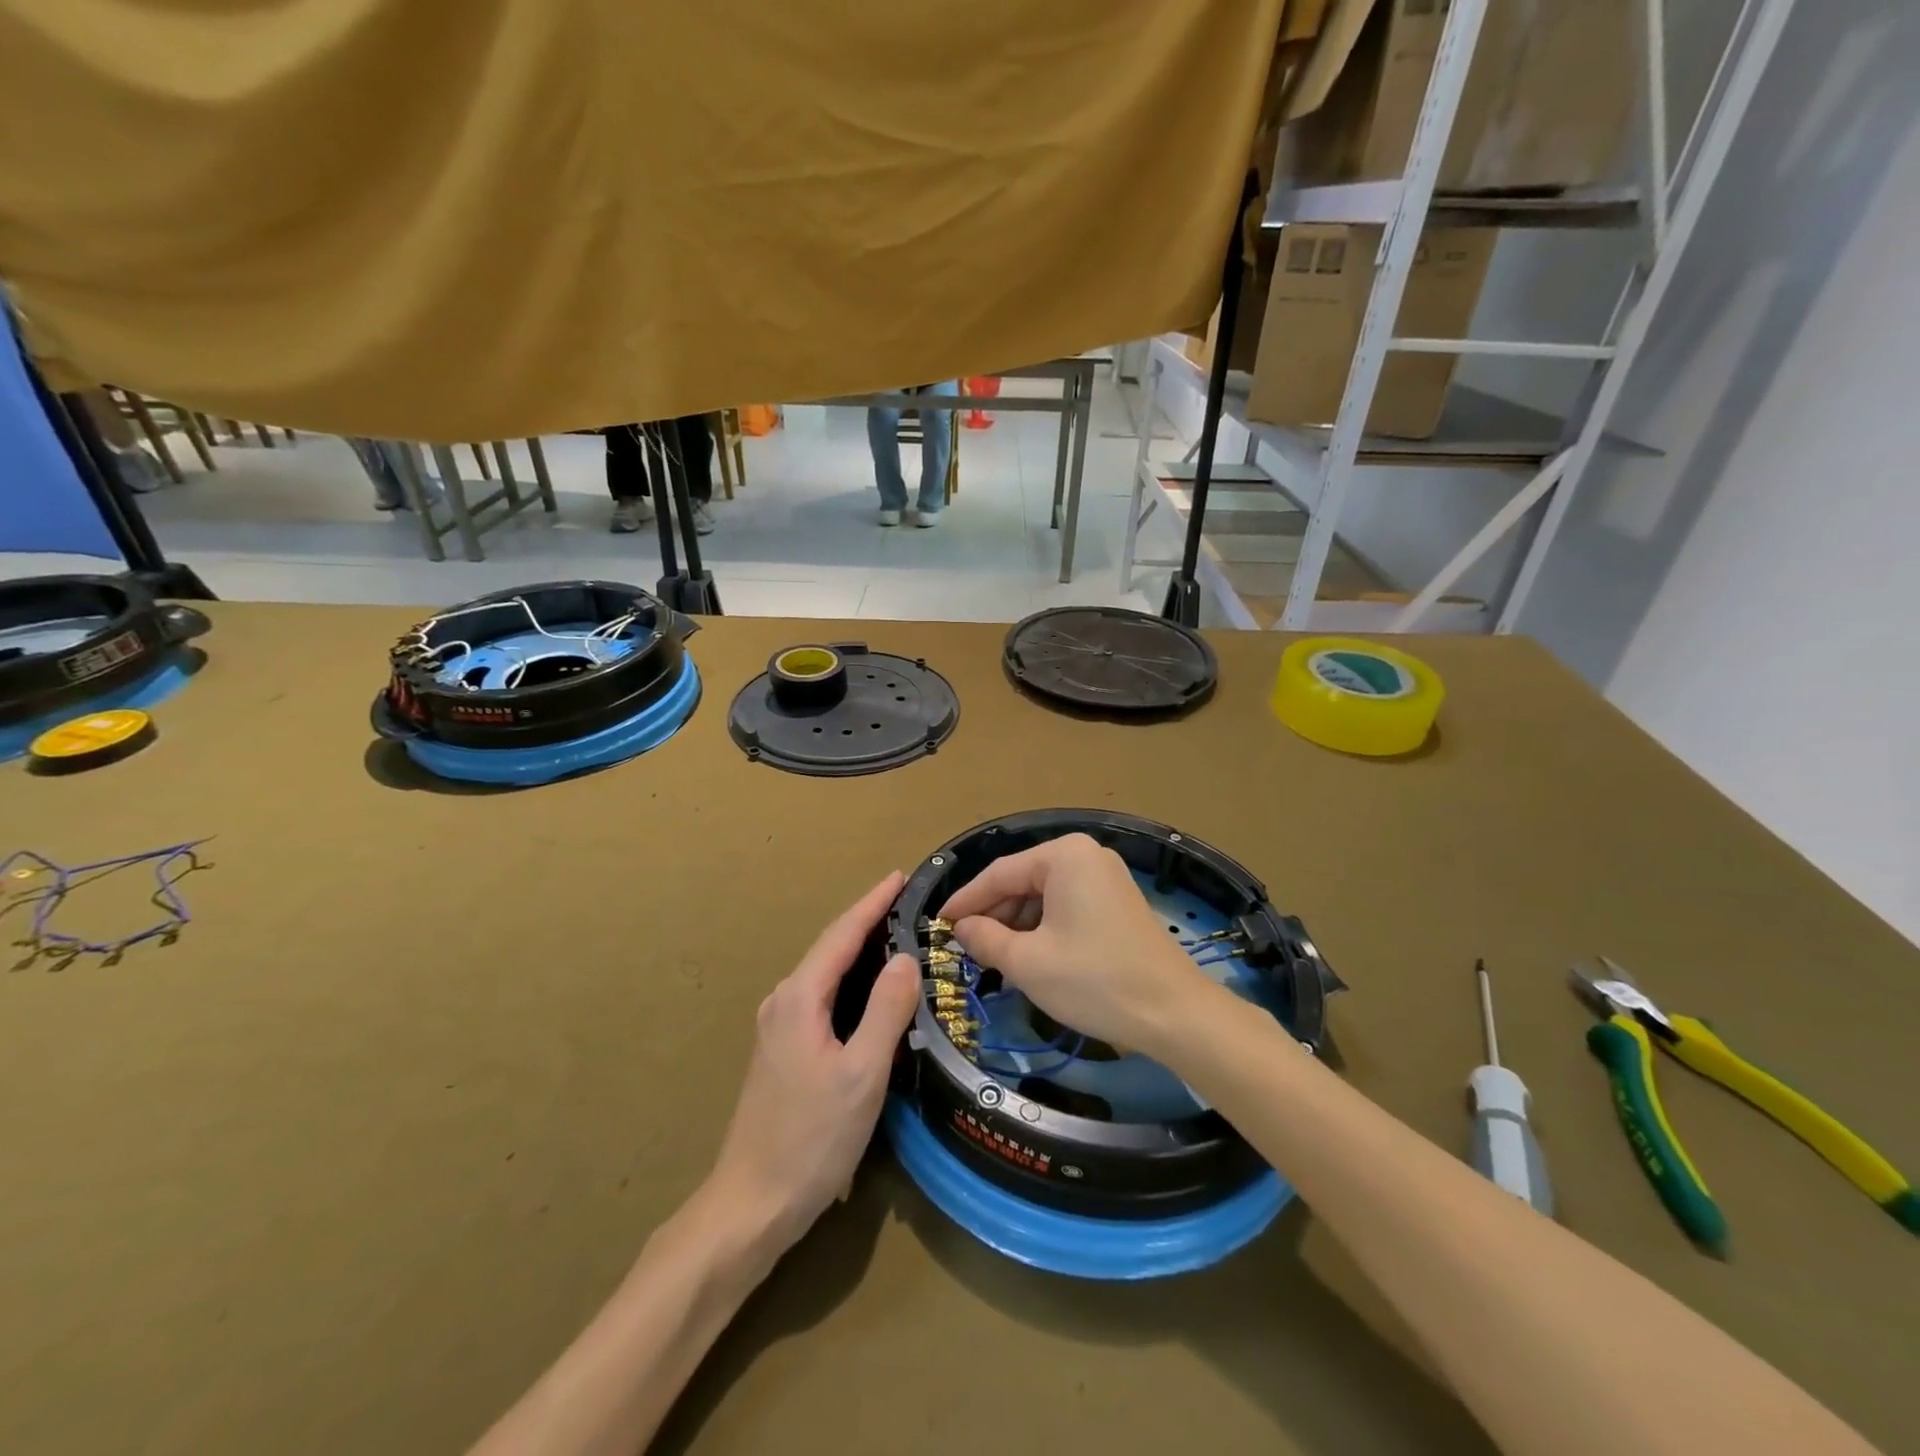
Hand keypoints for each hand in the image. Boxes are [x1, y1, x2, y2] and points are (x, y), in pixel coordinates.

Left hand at [709, 872, 918, 1249]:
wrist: (751, 1203)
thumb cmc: (811, 1139)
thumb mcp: (861, 1074)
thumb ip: (885, 1011)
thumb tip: (905, 958)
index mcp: (800, 998)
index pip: (842, 935)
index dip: (872, 903)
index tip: (899, 875)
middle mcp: (783, 1001)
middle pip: (831, 948)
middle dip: (867, 921)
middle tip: (909, 904)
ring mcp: (778, 1026)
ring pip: (825, 973)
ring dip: (859, 950)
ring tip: (897, 936)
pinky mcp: (782, 1050)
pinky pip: (821, 997)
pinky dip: (850, 980)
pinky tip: (871, 991)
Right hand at [939, 834, 1217, 1057]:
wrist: (1174, 1013)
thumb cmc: (1094, 980)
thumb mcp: (1028, 962)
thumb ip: (985, 938)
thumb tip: (961, 927)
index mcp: (1064, 855)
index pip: (999, 874)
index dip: (965, 901)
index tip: (938, 924)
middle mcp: (1086, 855)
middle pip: (1023, 882)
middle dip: (994, 916)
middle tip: (966, 949)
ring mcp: (1106, 878)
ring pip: (1044, 897)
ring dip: (1017, 926)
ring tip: (994, 960)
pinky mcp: (1117, 902)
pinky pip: (1066, 907)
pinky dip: (1043, 930)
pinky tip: (1029, 958)